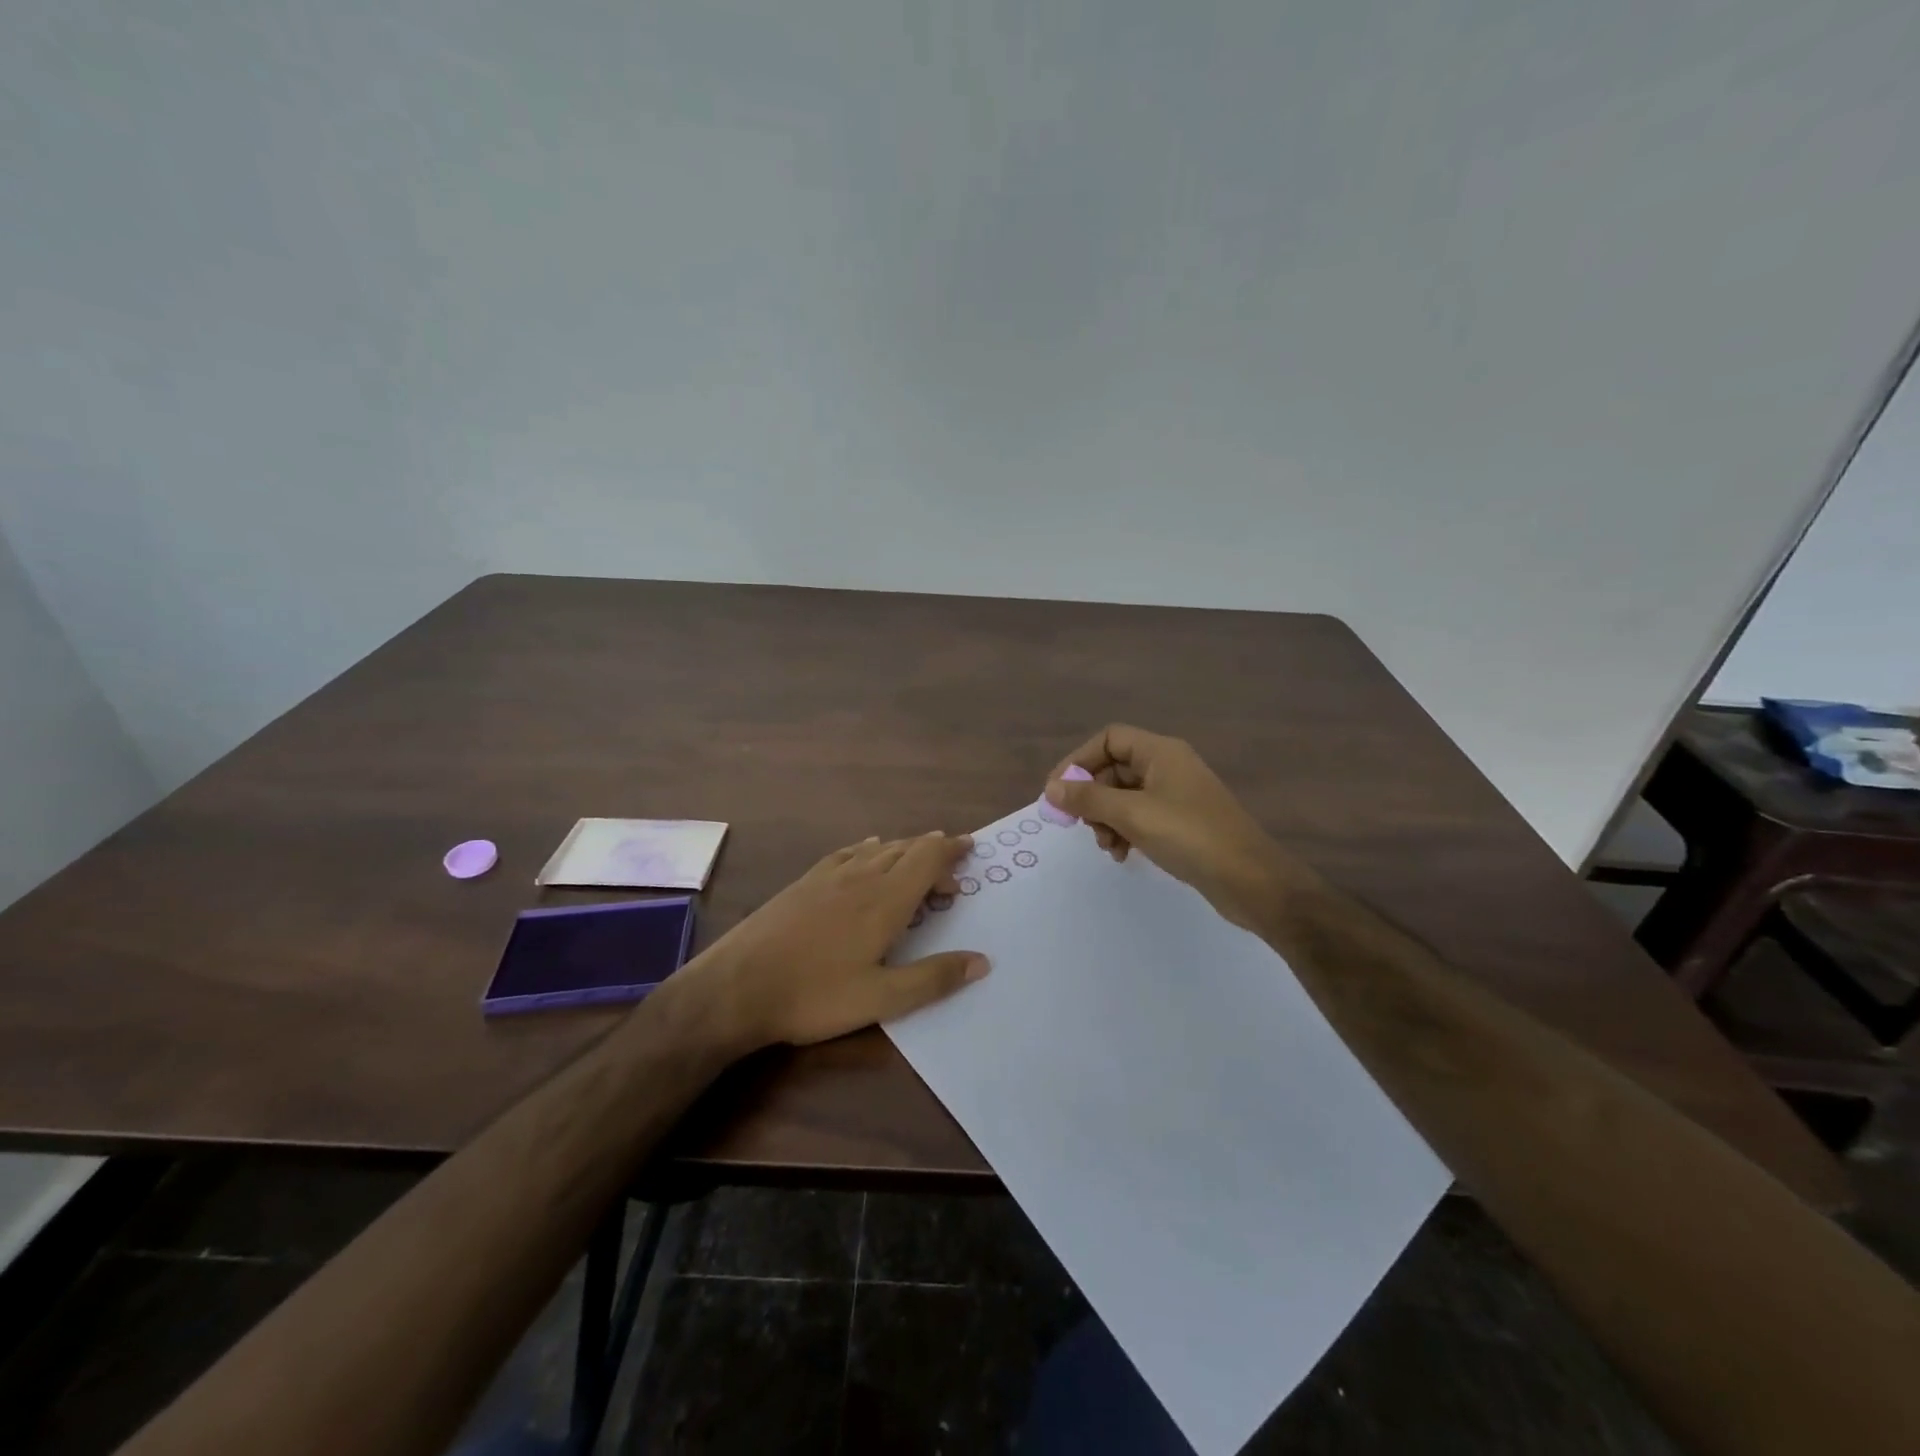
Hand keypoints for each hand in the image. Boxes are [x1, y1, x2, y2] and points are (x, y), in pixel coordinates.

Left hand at [685, 832, 989, 1049]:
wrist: (736, 987)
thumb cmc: (814, 995)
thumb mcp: (881, 999)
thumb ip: (933, 978)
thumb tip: (982, 961)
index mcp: (885, 900)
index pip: (926, 860)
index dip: (950, 850)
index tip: (970, 846)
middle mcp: (860, 877)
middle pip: (904, 849)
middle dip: (932, 851)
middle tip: (951, 866)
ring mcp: (828, 877)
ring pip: (876, 849)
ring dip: (903, 849)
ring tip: (916, 858)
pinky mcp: (803, 883)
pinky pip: (846, 853)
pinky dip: (867, 849)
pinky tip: (865, 852)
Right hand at [1044, 725, 1301, 932]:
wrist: (1250, 880)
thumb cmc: (1189, 836)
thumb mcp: (1132, 814)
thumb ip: (1088, 798)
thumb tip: (1051, 789)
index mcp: (1160, 752)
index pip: (1109, 739)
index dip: (1079, 760)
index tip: (1058, 791)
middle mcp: (1168, 767)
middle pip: (1114, 769)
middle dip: (1093, 797)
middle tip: (1081, 825)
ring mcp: (1177, 795)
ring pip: (1124, 797)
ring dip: (1107, 819)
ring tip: (1107, 846)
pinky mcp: (1182, 823)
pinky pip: (1141, 817)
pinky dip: (1125, 831)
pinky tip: (1123, 855)